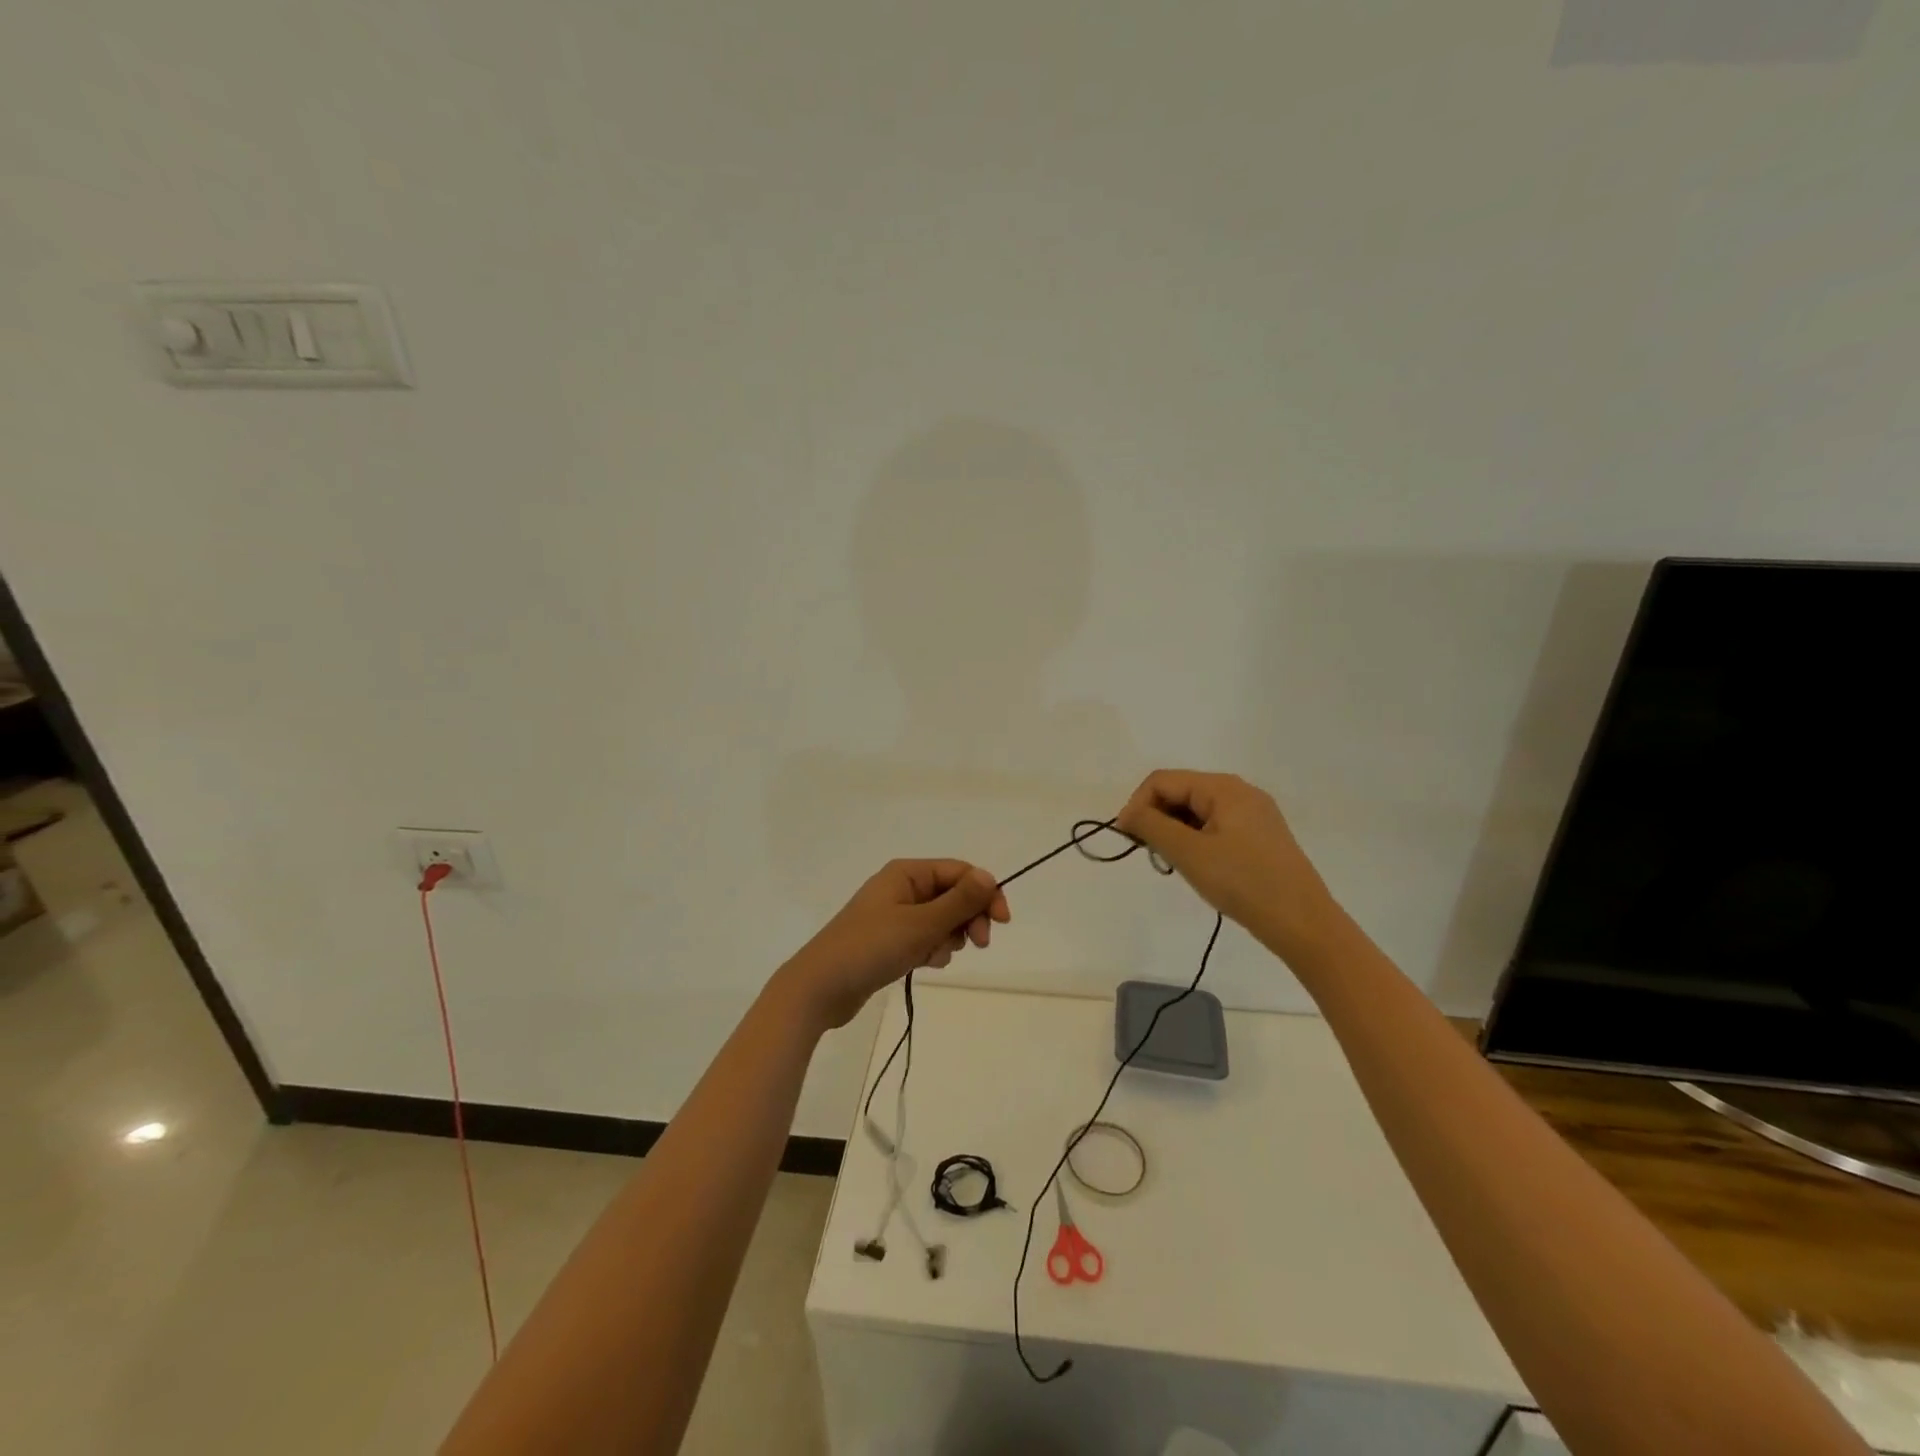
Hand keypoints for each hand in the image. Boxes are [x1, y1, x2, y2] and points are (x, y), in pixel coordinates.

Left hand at [777, 860, 1010, 1030]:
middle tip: (977, 944)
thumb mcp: (921, 924)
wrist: (820, 988)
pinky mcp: (890, 940)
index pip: (960, 872)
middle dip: (968, 918)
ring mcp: (894, 915)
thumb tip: (989, 876)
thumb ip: (959, 901)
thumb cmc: (871, 948)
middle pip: (953, 895)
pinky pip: (925, 938)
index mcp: (907, 873)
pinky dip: (931, 950)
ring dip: (948, 938)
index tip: (1002, 923)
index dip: (984, 893)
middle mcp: (901, 888)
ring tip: (933, 956)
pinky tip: (923, 964)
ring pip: (941, 920)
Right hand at [1115, 770, 1338, 961]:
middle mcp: (1239, 791)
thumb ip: (1151, 826)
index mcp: (1223, 788)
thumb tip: (1127, 814)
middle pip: (1180, 792)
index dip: (1137, 805)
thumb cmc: (1243, 883)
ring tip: (1173, 864)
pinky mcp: (1260, 836)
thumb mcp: (1189, 853)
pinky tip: (1197, 867)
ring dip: (1174, 832)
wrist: (1303, 923)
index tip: (1127, 840)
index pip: (1162, 781)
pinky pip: (1215, 826)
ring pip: (1196, 811)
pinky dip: (1195, 841)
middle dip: (1156, 818)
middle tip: (1150, 855)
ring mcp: (1253, 814)